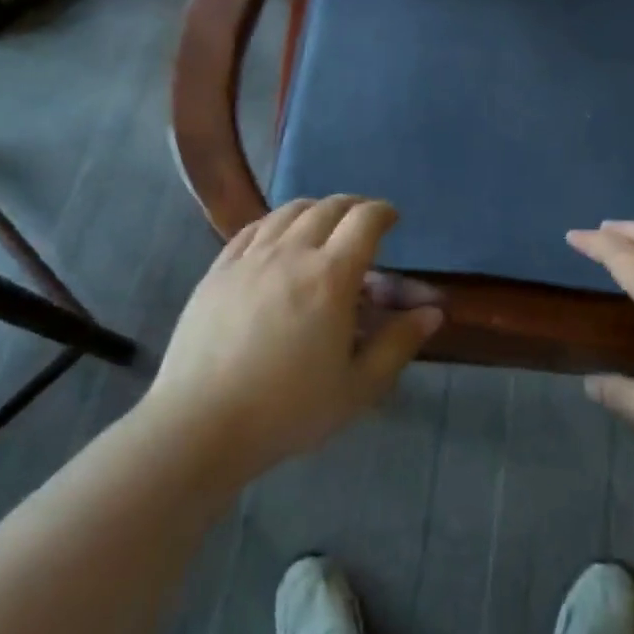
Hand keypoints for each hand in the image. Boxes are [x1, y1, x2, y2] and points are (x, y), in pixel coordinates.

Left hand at [141, 197, 441, 486]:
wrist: (200, 426)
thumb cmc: (288, 410)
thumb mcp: (358, 387)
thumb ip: (398, 343)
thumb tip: (433, 312)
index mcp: (332, 276)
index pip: (366, 220)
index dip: (384, 212)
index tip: (392, 220)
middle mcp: (293, 253)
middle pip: (329, 207)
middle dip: (354, 207)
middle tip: (363, 223)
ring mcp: (251, 257)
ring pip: (290, 211)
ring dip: (316, 209)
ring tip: (323, 226)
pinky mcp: (218, 269)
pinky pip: (253, 228)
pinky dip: (276, 222)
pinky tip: (278, 238)